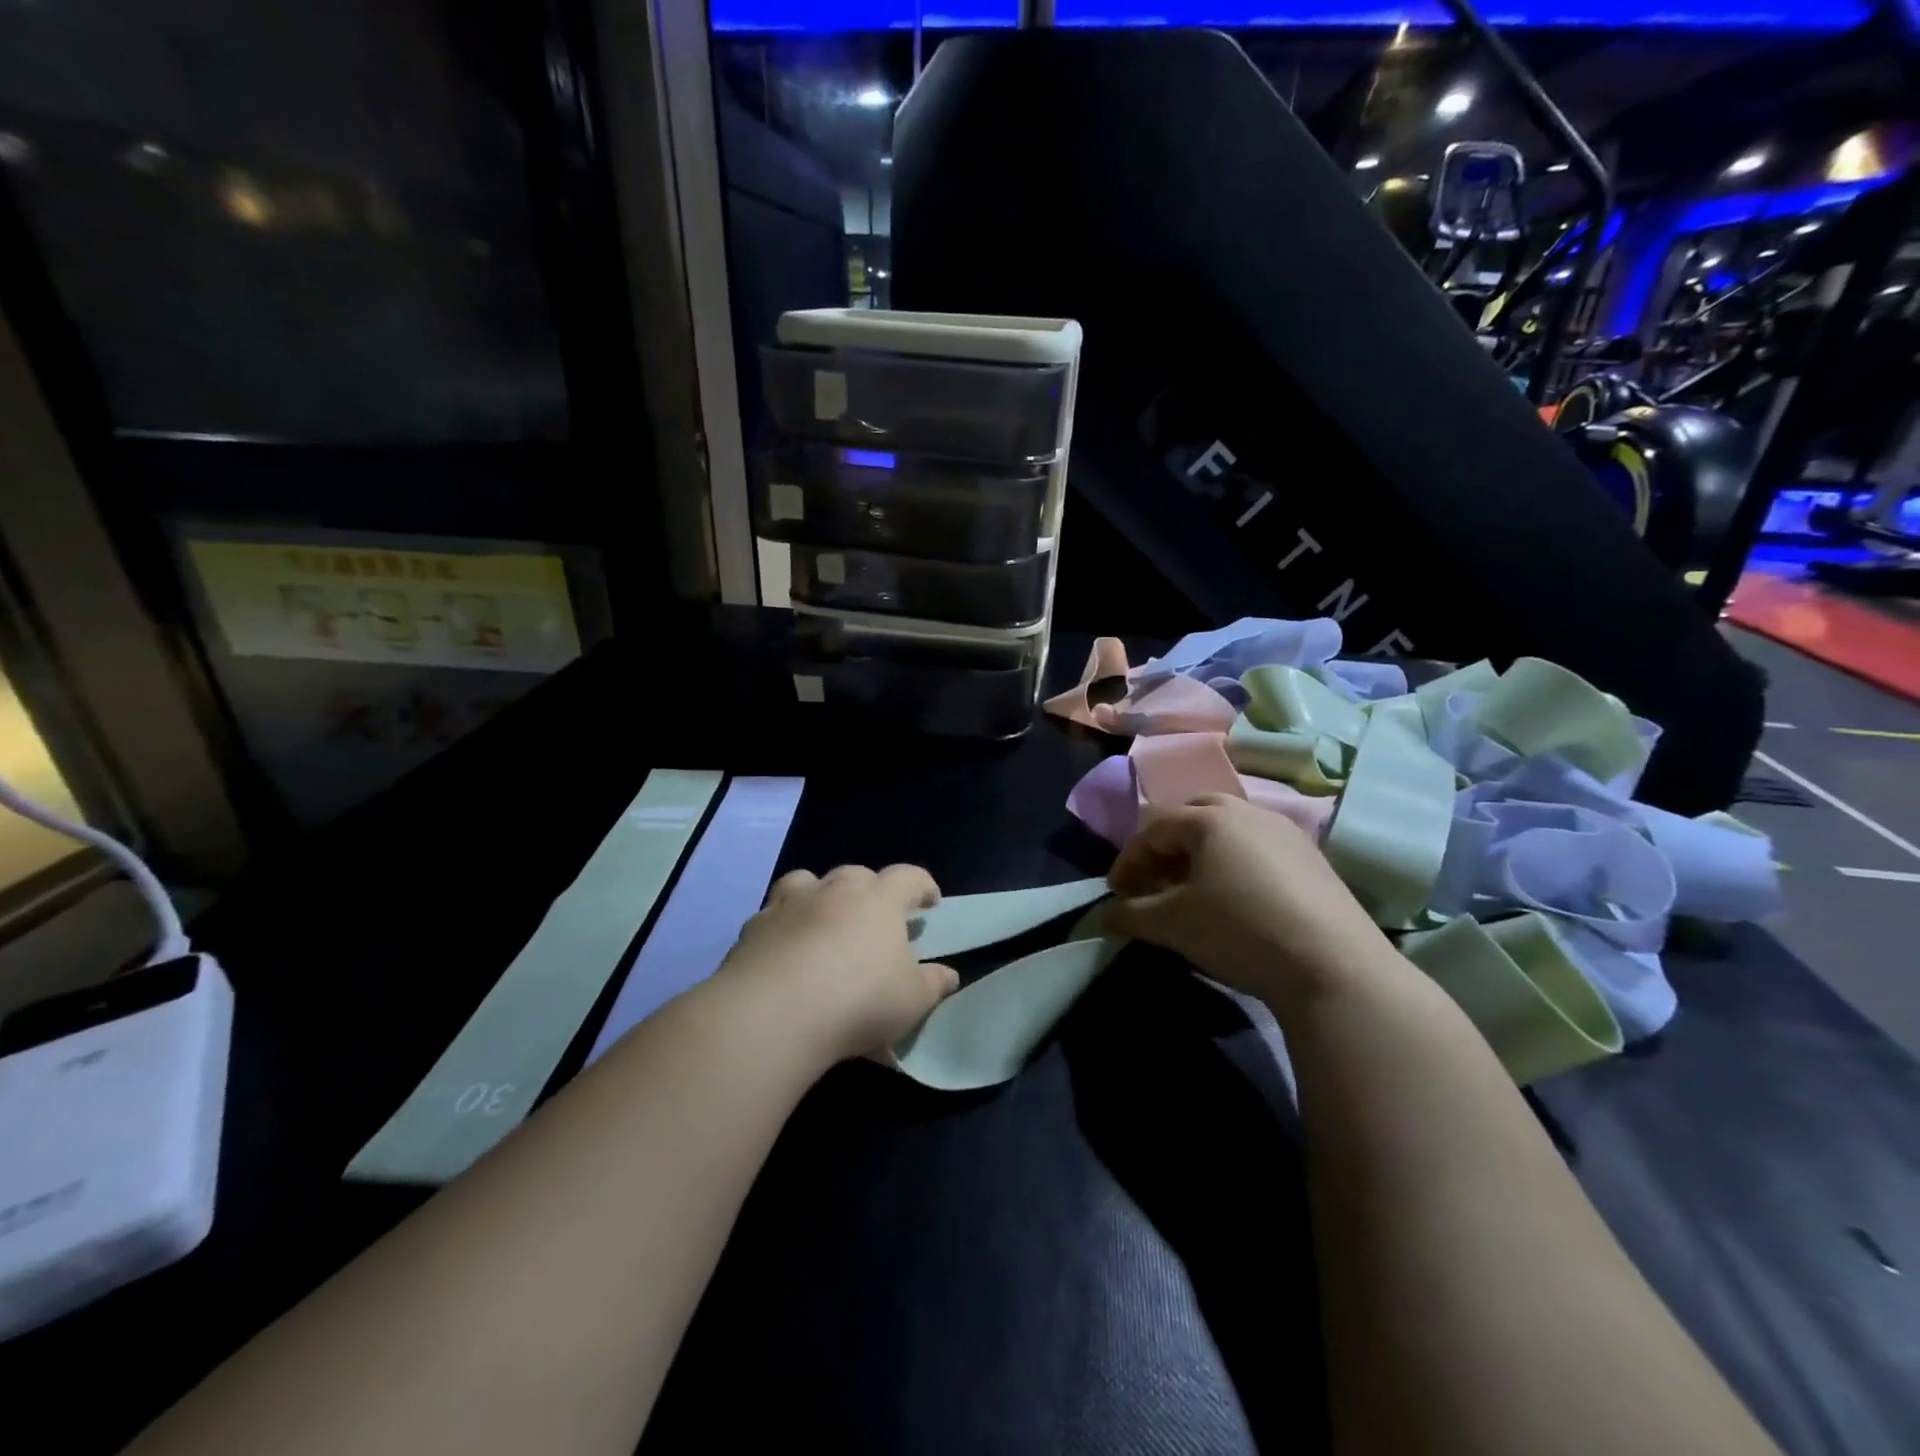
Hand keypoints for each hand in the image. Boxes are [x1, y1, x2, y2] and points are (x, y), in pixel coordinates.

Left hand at [719, 864, 958, 1062]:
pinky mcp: (754, 929)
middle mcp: (834, 891)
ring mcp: (789, 905)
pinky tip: (782, 953)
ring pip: (806, 882)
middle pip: (856, 874)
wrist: (773, 1013)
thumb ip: (933, 984)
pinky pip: (771, 917)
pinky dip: (781, 928)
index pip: (908, 877)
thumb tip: (949, 975)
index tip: (930, 902)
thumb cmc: (858, 1000)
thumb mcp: (911, 1000)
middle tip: (874, 917)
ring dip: (817, 895)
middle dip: (869, 890)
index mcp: (878, 900)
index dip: (922, 886)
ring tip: (821, 919)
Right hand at [1105, 795, 1398, 1012]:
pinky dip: (1235, 864)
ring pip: (1229, 830)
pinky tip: (1237, 900)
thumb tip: (1104, 917)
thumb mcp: (1172, 925)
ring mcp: (1286, 832)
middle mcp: (1248, 812)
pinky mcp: (1313, 858)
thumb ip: (1130, 914)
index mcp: (1209, 819)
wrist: (1333, 967)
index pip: (1153, 829)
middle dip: (1166, 847)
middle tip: (1155, 882)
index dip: (1128, 860)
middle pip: (1193, 815)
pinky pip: (1259, 848)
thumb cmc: (1239, 931)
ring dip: (1201, 854)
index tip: (1116, 893)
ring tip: (1193, 892)